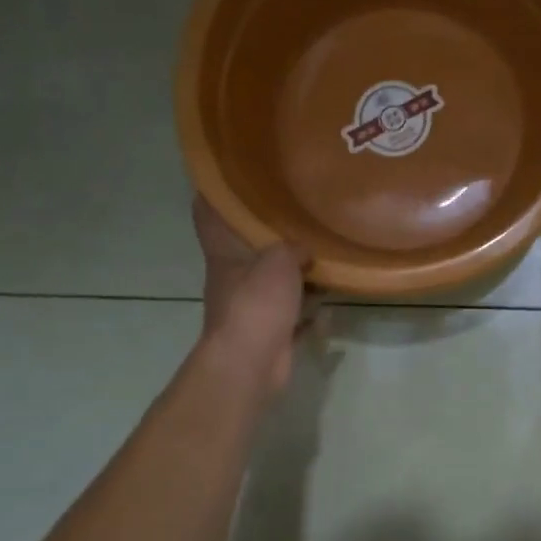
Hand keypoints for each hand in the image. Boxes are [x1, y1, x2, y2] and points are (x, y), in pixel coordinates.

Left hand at [193, 196, 313, 392]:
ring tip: (322, 252)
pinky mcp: (270, 331)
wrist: (251, 363)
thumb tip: (305, 250)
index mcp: (224, 255)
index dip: (214, 195)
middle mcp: (234, 278)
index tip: (229, 177)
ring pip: (273, 281)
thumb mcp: (279, 261)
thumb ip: (293, 247)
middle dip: (269, 235)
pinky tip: (331, 298)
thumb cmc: (256, 303)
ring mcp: (250, 307)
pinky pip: (294, 313)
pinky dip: (310, 308)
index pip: (209, 216)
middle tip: (296, 212)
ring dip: (294, 273)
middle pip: (248, 250)